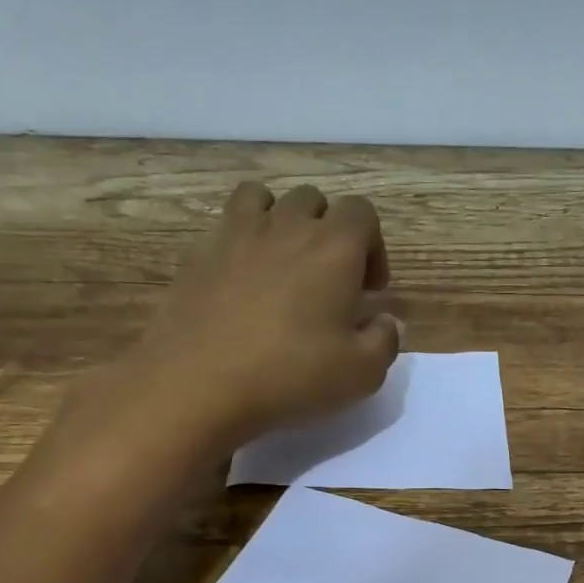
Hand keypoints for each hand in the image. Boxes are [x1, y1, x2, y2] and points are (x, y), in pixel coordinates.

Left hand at [63, 182, 400, 458]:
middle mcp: (286, 226)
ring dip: (281, 222)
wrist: (198, 383)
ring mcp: (236, 234)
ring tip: (282, 265)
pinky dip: (241, 241)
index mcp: (334, 248)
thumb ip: (385, 341)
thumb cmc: (291, 376)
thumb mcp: (361, 373)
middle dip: (328, 231)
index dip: (373, 247)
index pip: (362, 213)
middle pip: (314, 200)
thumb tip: (385, 321)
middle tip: (327, 280)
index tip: (369, 290)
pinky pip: (226, 226)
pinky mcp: (198, 253)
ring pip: (265, 199)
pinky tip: (241, 282)